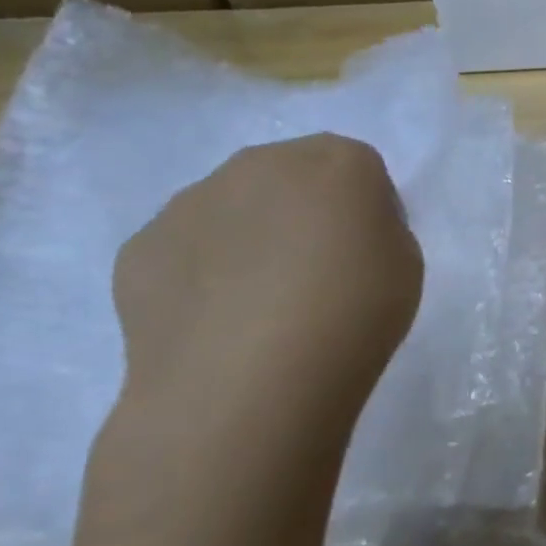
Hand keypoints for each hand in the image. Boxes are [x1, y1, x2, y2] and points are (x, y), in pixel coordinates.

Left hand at [95, 135, 423, 521]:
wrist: (249, 382)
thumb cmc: (354, 316)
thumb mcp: (405, 265)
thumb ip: (375, 230)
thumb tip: (338, 234)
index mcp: (338, 162)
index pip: (359, 167)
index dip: (366, 209)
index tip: (366, 254)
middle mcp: (261, 163)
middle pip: (290, 175)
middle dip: (302, 211)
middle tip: (313, 275)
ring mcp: (192, 201)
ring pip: (232, 208)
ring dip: (248, 238)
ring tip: (258, 308)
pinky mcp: (140, 247)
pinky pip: (186, 250)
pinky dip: (201, 274)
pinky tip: (216, 323)